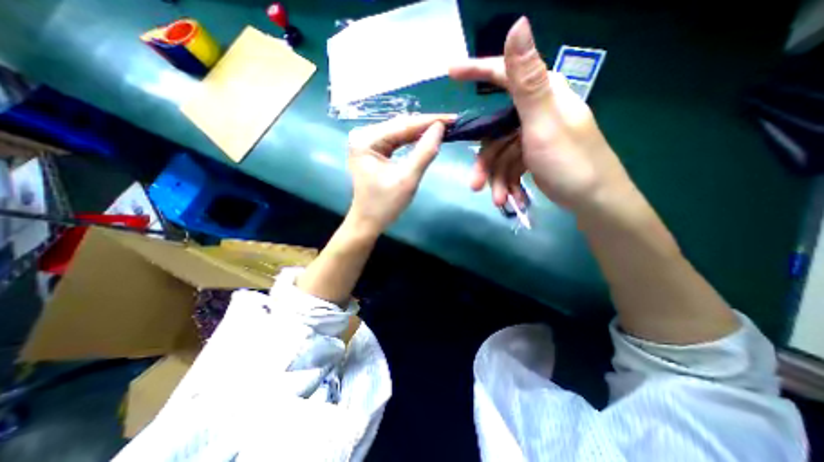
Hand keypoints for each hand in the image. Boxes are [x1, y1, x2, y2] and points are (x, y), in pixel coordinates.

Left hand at [344, 114, 452, 236]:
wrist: (368, 222)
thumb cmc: (385, 205)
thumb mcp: (407, 179)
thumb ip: (424, 152)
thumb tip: (440, 128)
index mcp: (367, 141)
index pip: (403, 125)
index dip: (430, 121)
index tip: (453, 118)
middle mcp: (364, 136)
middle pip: (401, 125)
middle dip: (426, 125)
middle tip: (451, 123)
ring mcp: (368, 142)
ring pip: (400, 132)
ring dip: (421, 132)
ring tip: (443, 129)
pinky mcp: (373, 150)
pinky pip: (396, 141)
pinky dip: (412, 140)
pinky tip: (426, 138)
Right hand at [450, 17, 632, 210]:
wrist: (594, 201)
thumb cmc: (572, 162)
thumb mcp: (545, 123)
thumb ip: (527, 82)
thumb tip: (518, 24)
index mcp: (541, 95)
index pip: (504, 74)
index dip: (477, 70)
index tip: (450, 71)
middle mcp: (535, 112)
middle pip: (494, 132)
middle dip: (485, 162)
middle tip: (475, 185)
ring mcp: (532, 136)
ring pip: (500, 155)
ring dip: (497, 180)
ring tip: (500, 201)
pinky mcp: (531, 156)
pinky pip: (510, 166)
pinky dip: (508, 183)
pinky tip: (512, 199)